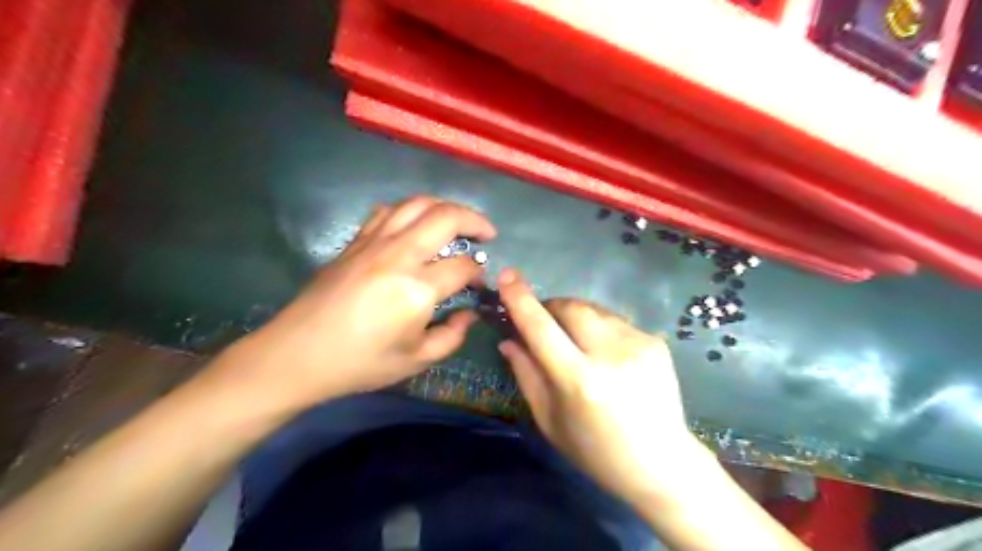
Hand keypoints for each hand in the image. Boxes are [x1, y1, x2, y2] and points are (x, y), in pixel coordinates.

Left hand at [223, 197, 495, 411]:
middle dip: (475, 220)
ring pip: (417, 204)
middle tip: (487, 233)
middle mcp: (399, 255)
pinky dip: (410, 211)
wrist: (297, 355)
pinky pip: (388, 211)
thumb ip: (452, 336)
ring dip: (444, 208)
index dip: (479, 273)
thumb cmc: (360, 363)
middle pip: (446, 217)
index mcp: (417, 289)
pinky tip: (415, 225)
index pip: (462, 266)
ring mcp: (374, 243)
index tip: (480, 285)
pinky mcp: (355, 242)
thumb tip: (469, 314)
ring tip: (457, 222)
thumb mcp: (416, 360)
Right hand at [502, 268, 710, 505]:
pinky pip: (615, 321)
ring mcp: (638, 344)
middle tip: (543, 322)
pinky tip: (605, 354)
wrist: (661, 463)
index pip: (541, 328)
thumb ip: (527, 374)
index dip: (520, 299)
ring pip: (594, 309)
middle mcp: (611, 355)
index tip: (507, 275)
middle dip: (550, 307)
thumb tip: (508, 339)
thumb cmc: (595, 451)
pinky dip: (599, 328)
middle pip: (570, 307)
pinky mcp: (655, 342)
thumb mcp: (550, 420)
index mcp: (579, 381)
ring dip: (575, 316)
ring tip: (575, 341)